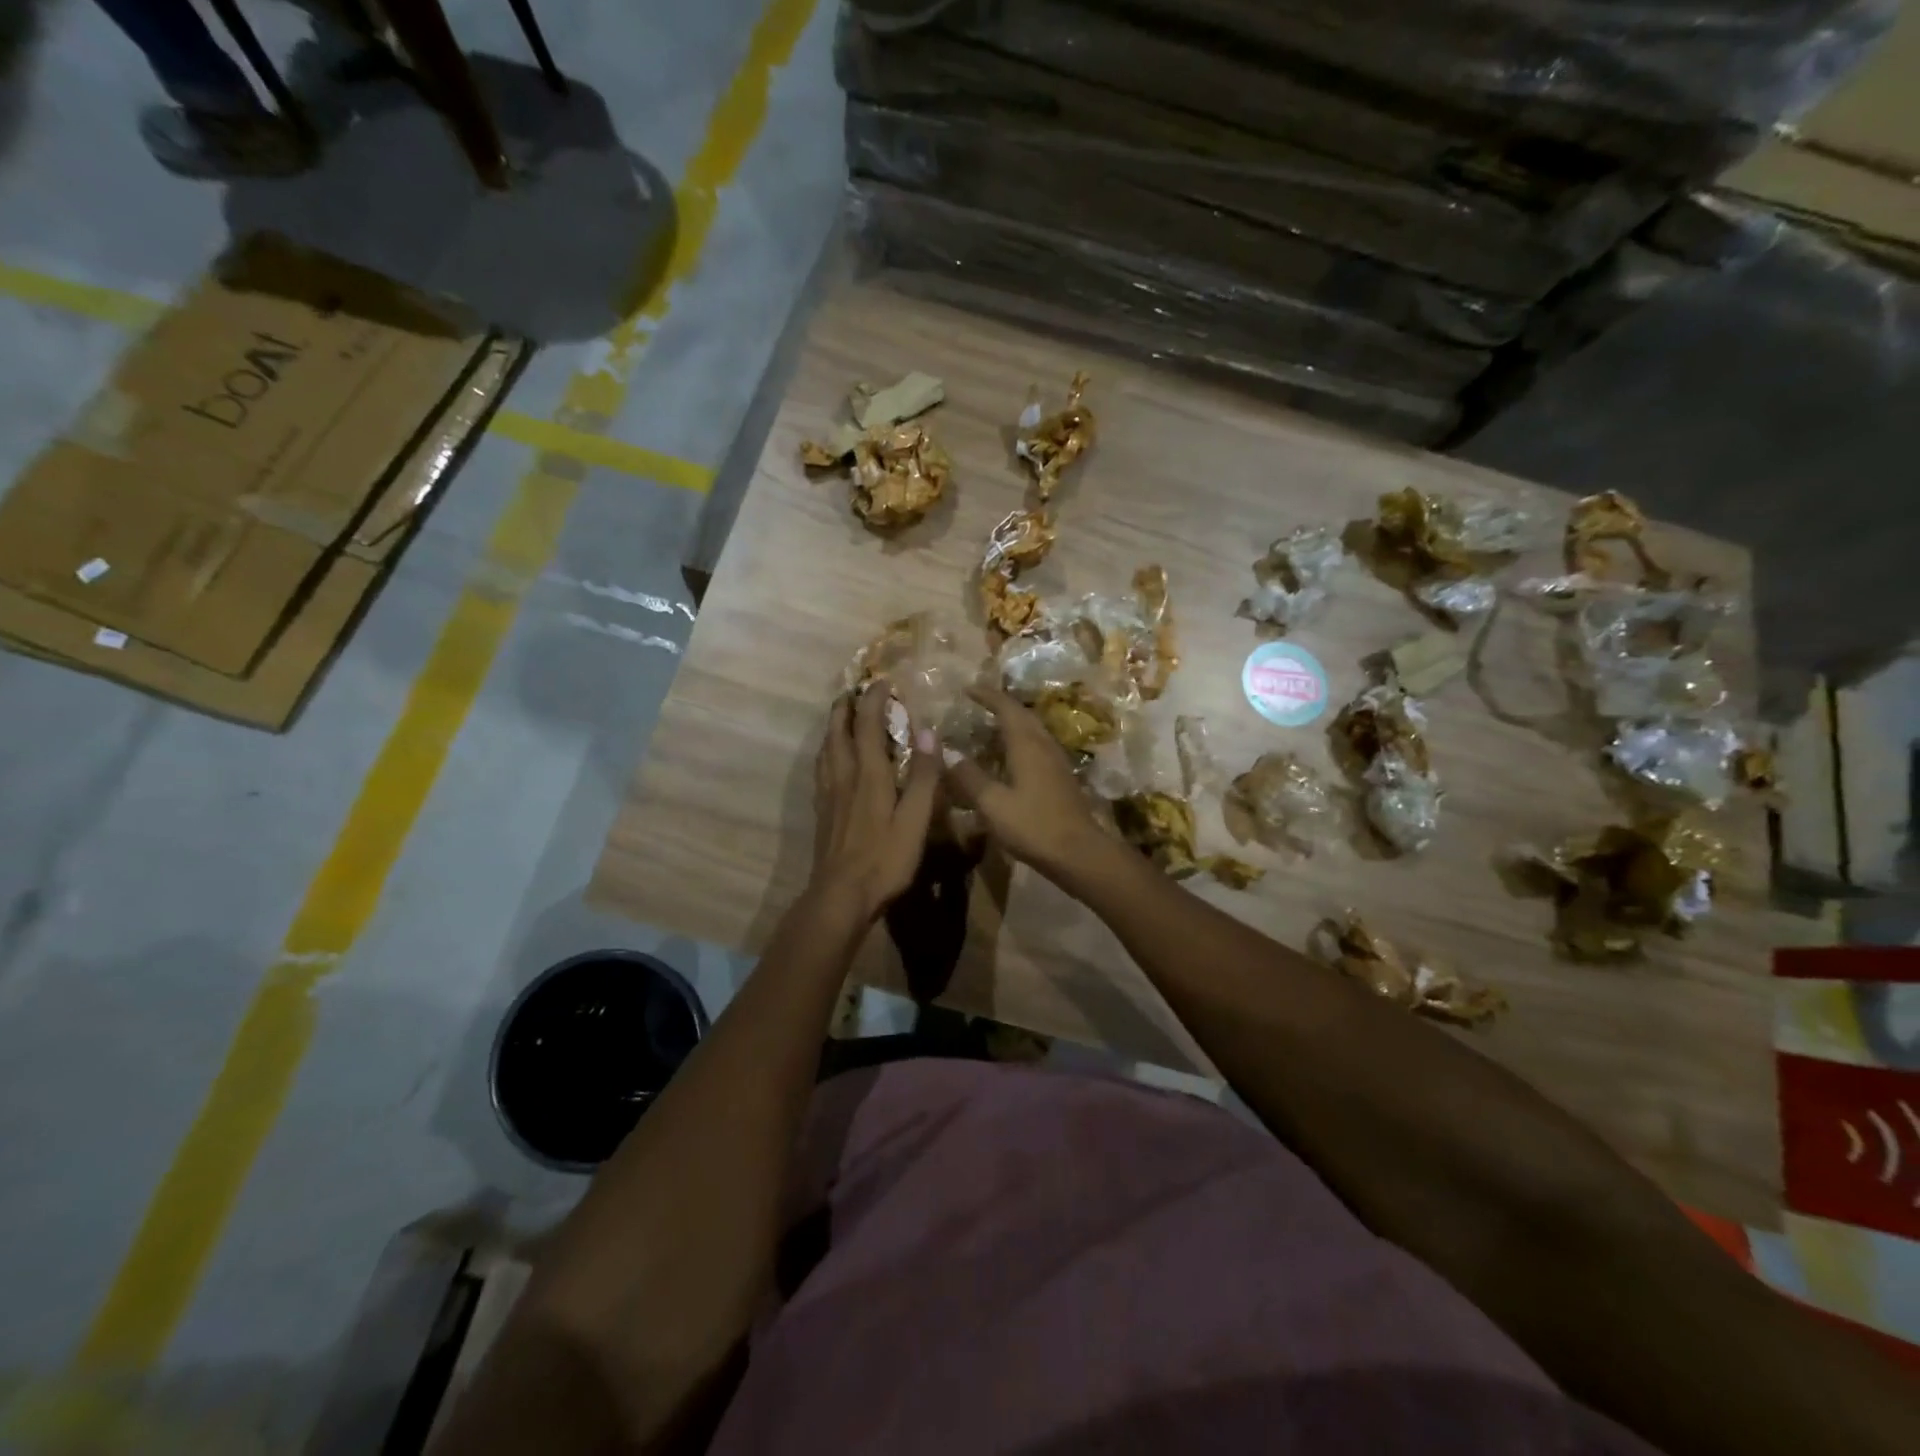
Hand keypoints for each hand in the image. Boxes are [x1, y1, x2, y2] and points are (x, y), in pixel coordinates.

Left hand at [809, 683, 938, 921]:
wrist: (840, 895)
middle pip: (837, 731)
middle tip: (854, 692)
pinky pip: (822, 768)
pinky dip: (828, 752)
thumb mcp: (915, 820)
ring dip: (833, 727)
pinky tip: (832, 761)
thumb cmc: (884, 859)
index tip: (883, 682)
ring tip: (841, 717)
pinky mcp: (822, 812)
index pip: (867, 725)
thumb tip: (929, 732)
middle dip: (845, 707)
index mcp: (869, 775)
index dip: (874, 700)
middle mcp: (844, 777)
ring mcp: (828, 794)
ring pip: (826, 749)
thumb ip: (924, 776)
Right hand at [944, 686, 1112, 879]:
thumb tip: (949, 755)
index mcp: (1027, 744)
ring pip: (1033, 730)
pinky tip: (1011, 757)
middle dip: (1000, 705)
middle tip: (978, 703)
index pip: (1006, 707)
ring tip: (991, 726)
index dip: (987, 695)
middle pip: (1023, 715)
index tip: (968, 689)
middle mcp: (1044, 745)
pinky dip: (1021, 741)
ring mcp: (1057, 761)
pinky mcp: (1062, 778)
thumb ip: (969, 778)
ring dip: (1012, 722)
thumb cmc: (1033, 826)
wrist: (1079, 852)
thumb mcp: (992, 804)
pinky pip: (1038, 747)